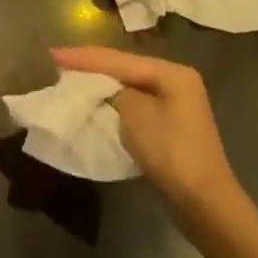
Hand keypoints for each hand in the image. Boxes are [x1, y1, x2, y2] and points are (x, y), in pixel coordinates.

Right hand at [51, 46, 244, 235]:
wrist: (205, 204)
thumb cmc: (170, 153)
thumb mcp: (135, 114)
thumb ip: (115, 92)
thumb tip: (106, 90)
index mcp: (171, 73)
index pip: (119, 59)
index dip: (84, 57)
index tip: (52, 53)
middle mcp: (175, 81)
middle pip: (124, 68)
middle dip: (91, 66)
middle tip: (58, 62)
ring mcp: (175, 104)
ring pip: (128, 85)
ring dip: (101, 83)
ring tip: (70, 77)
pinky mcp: (170, 125)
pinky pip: (134, 104)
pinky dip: (113, 101)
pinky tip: (95, 100)